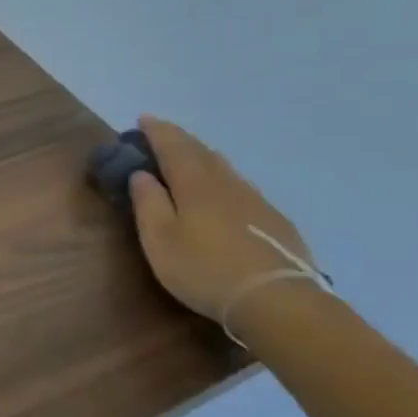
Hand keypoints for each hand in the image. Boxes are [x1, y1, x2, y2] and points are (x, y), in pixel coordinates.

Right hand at [126, 117, 321, 333]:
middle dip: (179, 140)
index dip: (157, 132)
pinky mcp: (273, 219)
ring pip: (225, 168)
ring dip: (203, 158)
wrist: (275, 298)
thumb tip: (142, 174)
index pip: (173, 147)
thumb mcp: (160, 241)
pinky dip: (223, 180)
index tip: (143, 119)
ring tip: (189, 159)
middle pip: (202, 152)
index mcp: (195, 185)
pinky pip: (241, 187)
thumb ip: (148, 204)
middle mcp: (227, 183)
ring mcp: (255, 200)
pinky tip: (222, 193)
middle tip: (162, 135)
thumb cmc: (204, 269)